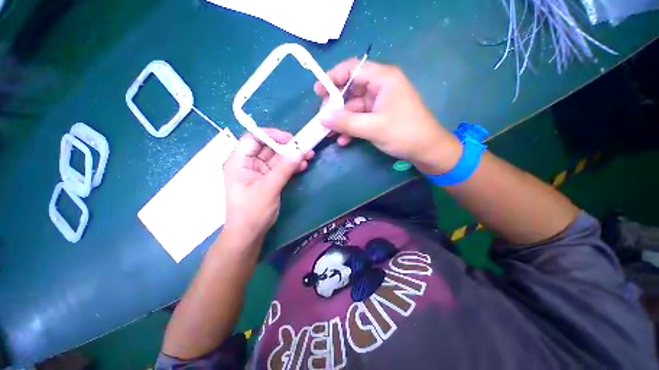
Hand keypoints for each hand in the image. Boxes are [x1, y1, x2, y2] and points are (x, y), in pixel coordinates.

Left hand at [222, 129, 311, 242]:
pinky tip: (303, 166)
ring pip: (277, 157)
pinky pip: (281, 168)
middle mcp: (248, 163)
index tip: (290, 139)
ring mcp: (259, 171)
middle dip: (287, 147)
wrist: (249, 234)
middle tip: (305, 147)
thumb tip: (299, 151)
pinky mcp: (269, 179)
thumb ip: (284, 169)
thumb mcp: (268, 189)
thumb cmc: (252, 212)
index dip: (271, 135)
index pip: (253, 138)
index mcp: (239, 161)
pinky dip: (291, 166)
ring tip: (309, 156)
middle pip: (268, 147)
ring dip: (292, 157)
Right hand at [314, 59, 461, 173]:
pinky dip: (351, 128)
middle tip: (323, 120)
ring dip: (341, 121)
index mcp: (383, 79)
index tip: (318, 92)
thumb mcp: (373, 128)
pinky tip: (343, 140)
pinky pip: (360, 118)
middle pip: (350, 90)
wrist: (426, 150)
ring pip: (353, 108)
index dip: (333, 77)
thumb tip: (322, 117)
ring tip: (328, 134)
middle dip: (335, 106)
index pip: (352, 69)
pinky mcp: (379, 116)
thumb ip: (346, 122)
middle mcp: (380, 87)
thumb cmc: (403, 133)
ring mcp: (379, 103)